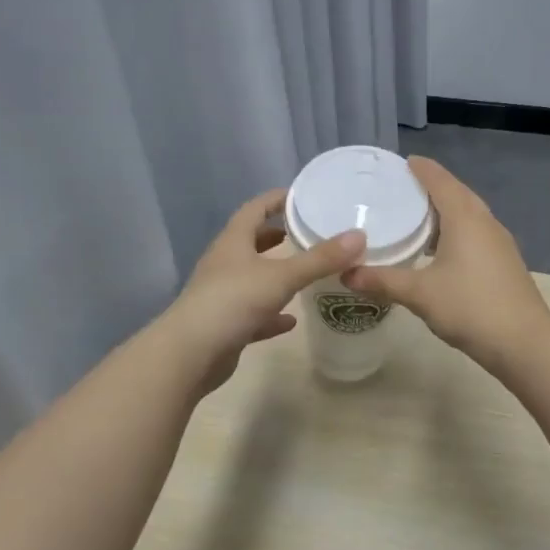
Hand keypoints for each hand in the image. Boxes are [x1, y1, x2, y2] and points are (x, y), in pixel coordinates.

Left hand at [161, 188, 366, 394]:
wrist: (191, 353)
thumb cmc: (233, 302)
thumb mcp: (281, 276)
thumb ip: (320, 259)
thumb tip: (359, 235)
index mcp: (233, 242)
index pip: (255, 209)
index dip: (275, 200)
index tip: (300, 196)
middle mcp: (225, 264)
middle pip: (251, 242)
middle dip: (276, 236)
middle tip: (306, 232)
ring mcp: (222, 295)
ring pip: (253, 278)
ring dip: (275, 274)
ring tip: (304, 272)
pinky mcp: (225, 325)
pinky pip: (254, 313)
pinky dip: (272, 313)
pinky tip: (291, 319)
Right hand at [342, 157, 549, 368]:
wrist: (524, 342)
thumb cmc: (470, 308)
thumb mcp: (419, 294)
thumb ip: (382, 280)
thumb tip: (346, 273)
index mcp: (465, 218)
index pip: (441, 181)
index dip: (422, 169)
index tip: (403, 162)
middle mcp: (485, 222)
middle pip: (457, 194)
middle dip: (432, 187)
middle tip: (402, 189)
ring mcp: (499, 243)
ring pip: (469, 215)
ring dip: (446, 211)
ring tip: (417, 218)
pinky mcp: (505, 262)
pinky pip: (476, 233)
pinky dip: (455, 231)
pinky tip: (440, 250)